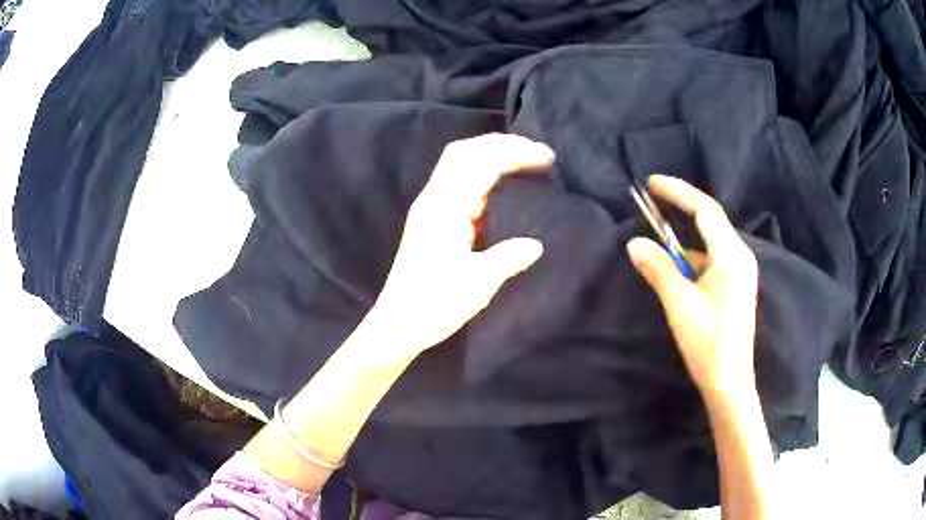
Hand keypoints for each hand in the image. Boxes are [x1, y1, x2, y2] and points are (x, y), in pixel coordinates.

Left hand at [363, 133, 553, 361]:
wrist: (397, 325)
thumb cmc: (435, 305)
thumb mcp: (479, 282)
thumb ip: (509, 257)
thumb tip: (536, 245)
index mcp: (444, 207)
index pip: (481, 161)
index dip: (515, 152)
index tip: (547, 158)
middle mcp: (434, 200)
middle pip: (464, 152)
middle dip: (501, 146)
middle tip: (535, 154)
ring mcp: (429, 210)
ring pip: (459, 167)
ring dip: (490, 158)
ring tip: (523, 164)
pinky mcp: (430, 223)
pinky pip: (458, 187)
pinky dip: (482, 178)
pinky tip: (501, 190)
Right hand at [627, 175, 758, 398]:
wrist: (729, 383)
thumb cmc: (707, 342)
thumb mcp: (679, 303)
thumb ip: (658, 269)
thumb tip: (634, 243)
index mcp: (732, 255)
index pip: (705, 210)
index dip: (678, 192)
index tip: (651, 183)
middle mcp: (740, 257)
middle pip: (710, 222)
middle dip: (682, 209)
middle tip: (653, 202)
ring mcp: (740, 273)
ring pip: (710, 244)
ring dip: (684, 239)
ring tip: (658, 241)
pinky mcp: (735, 288)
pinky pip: (712, 261)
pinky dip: (692, 260)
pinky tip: (676, 272)